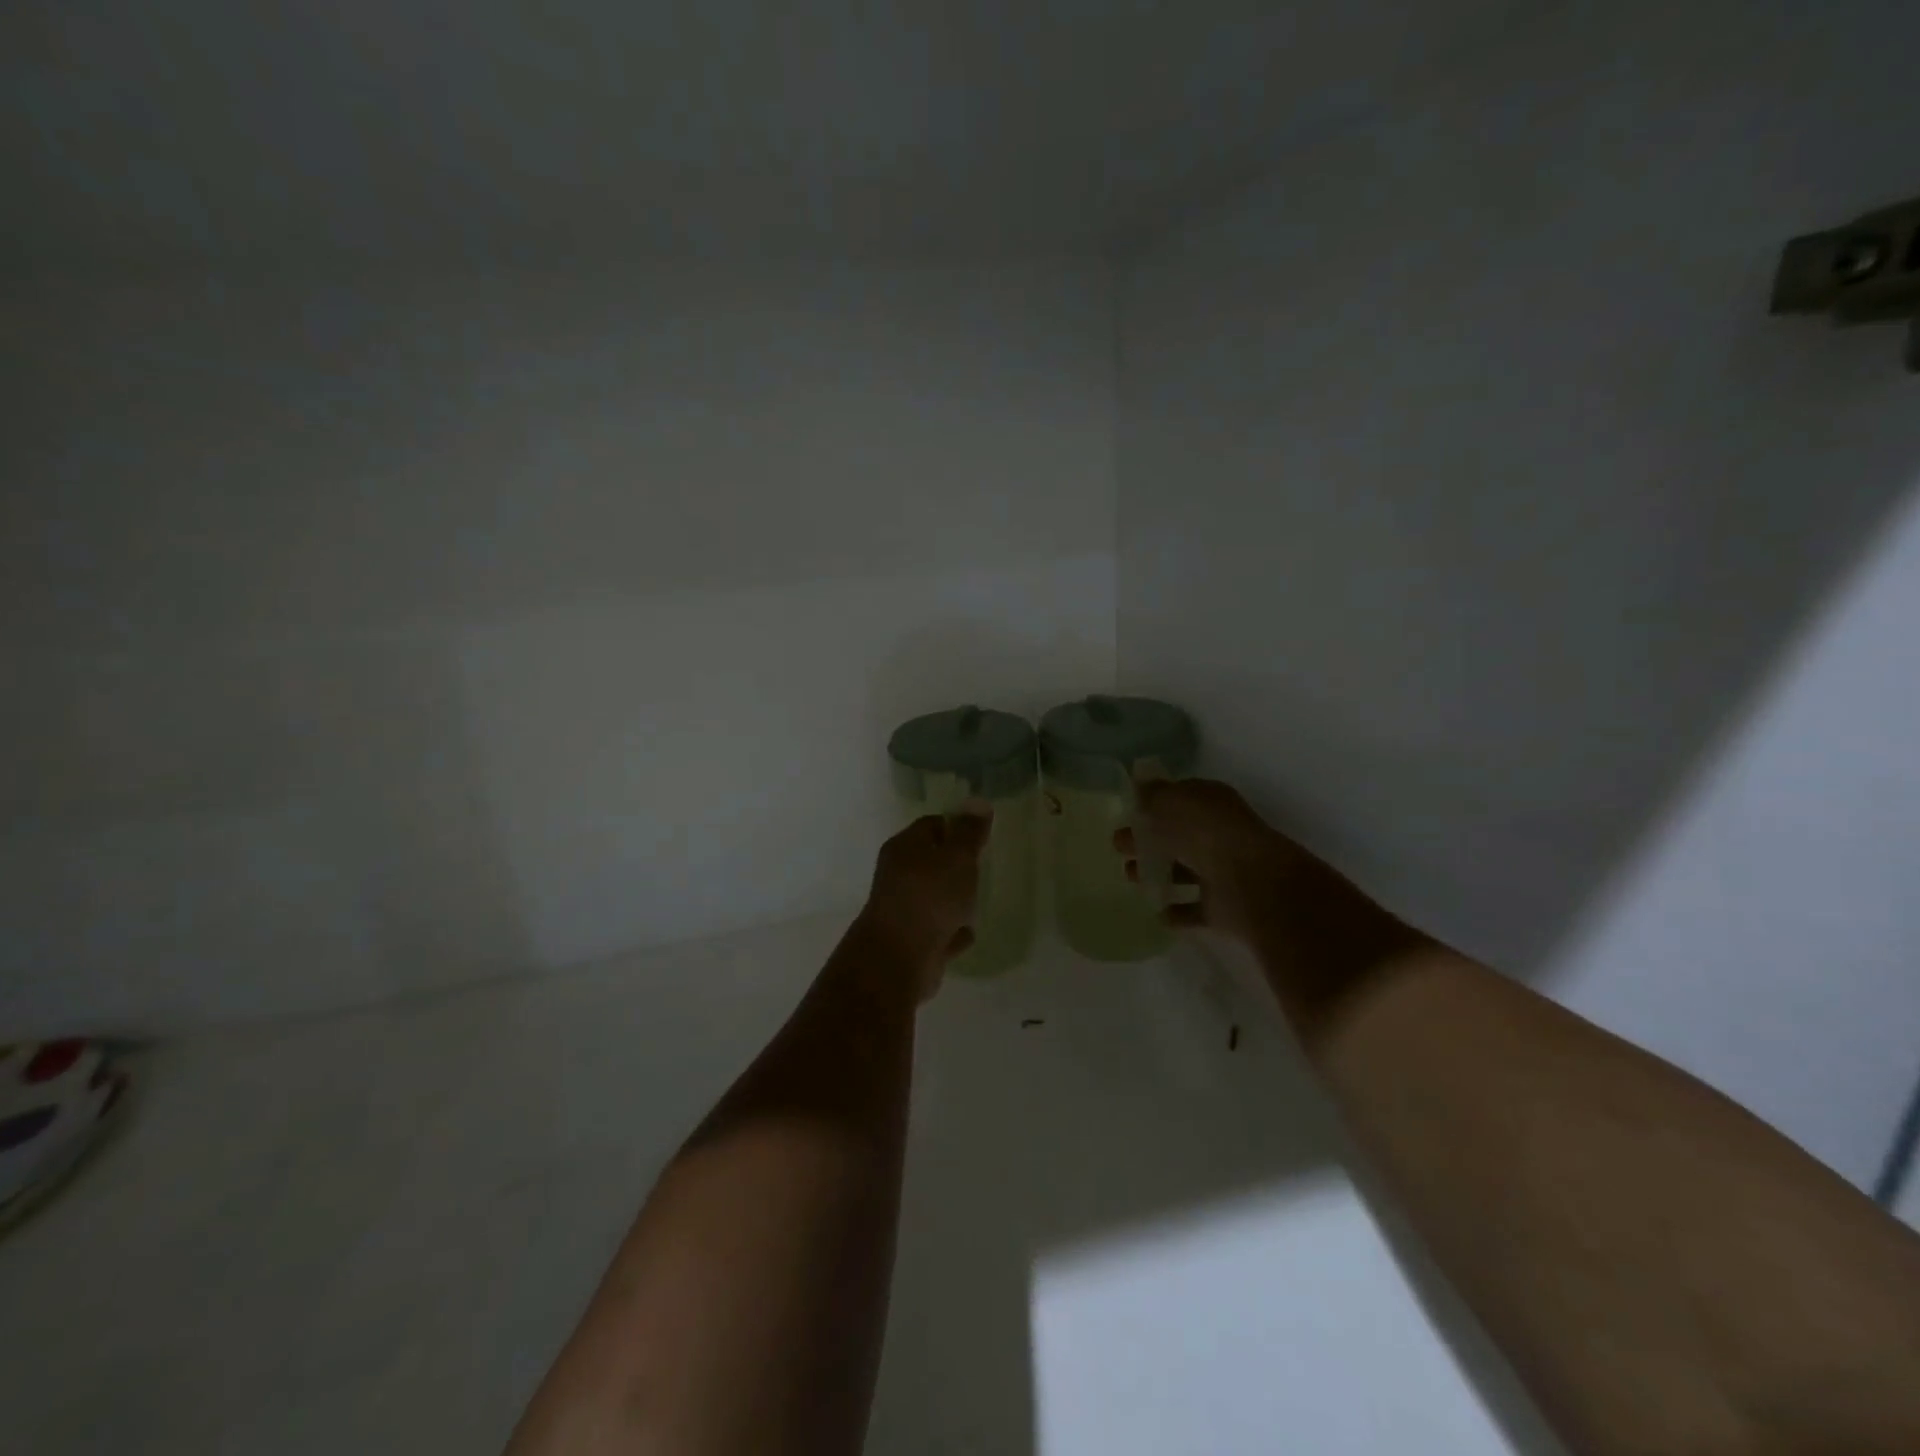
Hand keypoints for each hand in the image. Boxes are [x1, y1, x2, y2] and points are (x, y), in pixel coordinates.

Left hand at [858, 805, 992, 999]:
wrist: (899, 959)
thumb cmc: (930, 897)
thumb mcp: (957, 857)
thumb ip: (969, 832)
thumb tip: (978, 801)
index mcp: (905, 847)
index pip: (932, 825)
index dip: (957, 826)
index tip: (982, 835)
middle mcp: (899, 875)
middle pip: (931, 861)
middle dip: (956, 864)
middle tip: (984, 865)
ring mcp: (904, 909)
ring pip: (934, 897)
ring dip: (953, 899)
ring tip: (979, 898)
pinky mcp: (912, 941)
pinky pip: (938, 930)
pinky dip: (951, 930)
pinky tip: (968, 932)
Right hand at [1116, 778, 1427, 1037]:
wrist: (1251, 885)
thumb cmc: (1205, 834)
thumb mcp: (1170, 802)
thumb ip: (1152, 794)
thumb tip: (1140, 784)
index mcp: (1211, 803)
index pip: (1180, 798)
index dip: (1154, 804)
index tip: (1129, 813)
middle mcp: (1220, 834)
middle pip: (1179, 835)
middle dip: (1149, 840)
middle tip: (1119, 847)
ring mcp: (1225, 872)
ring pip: (1186, 870)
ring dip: (1159, 874)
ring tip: (1131, 878)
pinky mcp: (1225, 908)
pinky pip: (1195, 908)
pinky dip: (1178, 910)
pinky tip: (1157, 912)